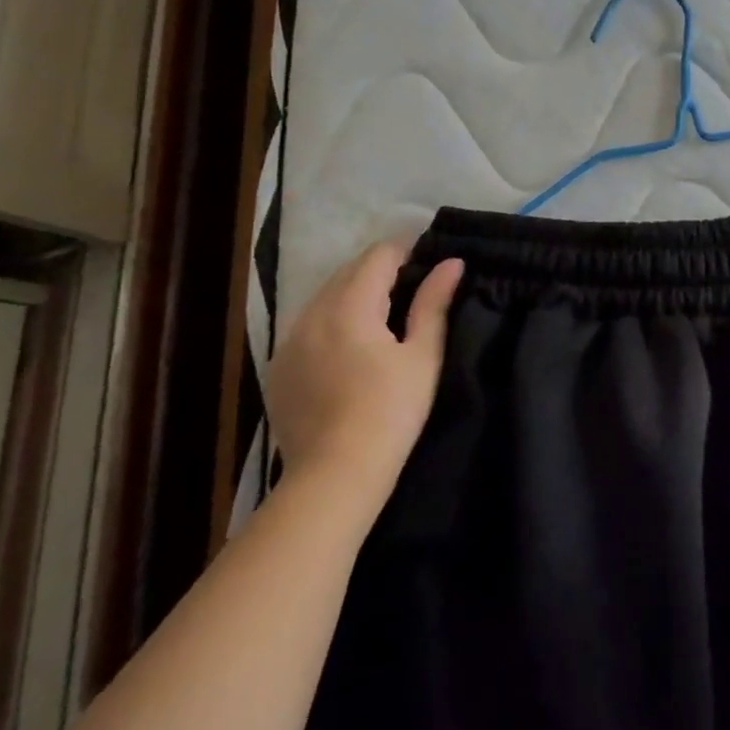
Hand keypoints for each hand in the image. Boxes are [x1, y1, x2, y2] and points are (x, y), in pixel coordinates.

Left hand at [265, 244, 463, 507]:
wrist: (334, 478)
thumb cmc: (390, 413)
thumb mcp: (423, 356)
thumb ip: (433, 303)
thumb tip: (451, 263)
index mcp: (349, 306)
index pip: (378, 255)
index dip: (407, 251)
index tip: (430, 263)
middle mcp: (311, 314)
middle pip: (348, 271)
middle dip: (381, 271)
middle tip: (413, 290)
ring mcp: (288, 342)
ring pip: (324, 297)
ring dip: (354, 295)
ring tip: (383, 319)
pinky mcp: (277, 369)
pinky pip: (307, 326)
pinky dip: (331, 322)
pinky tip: (350, 350)